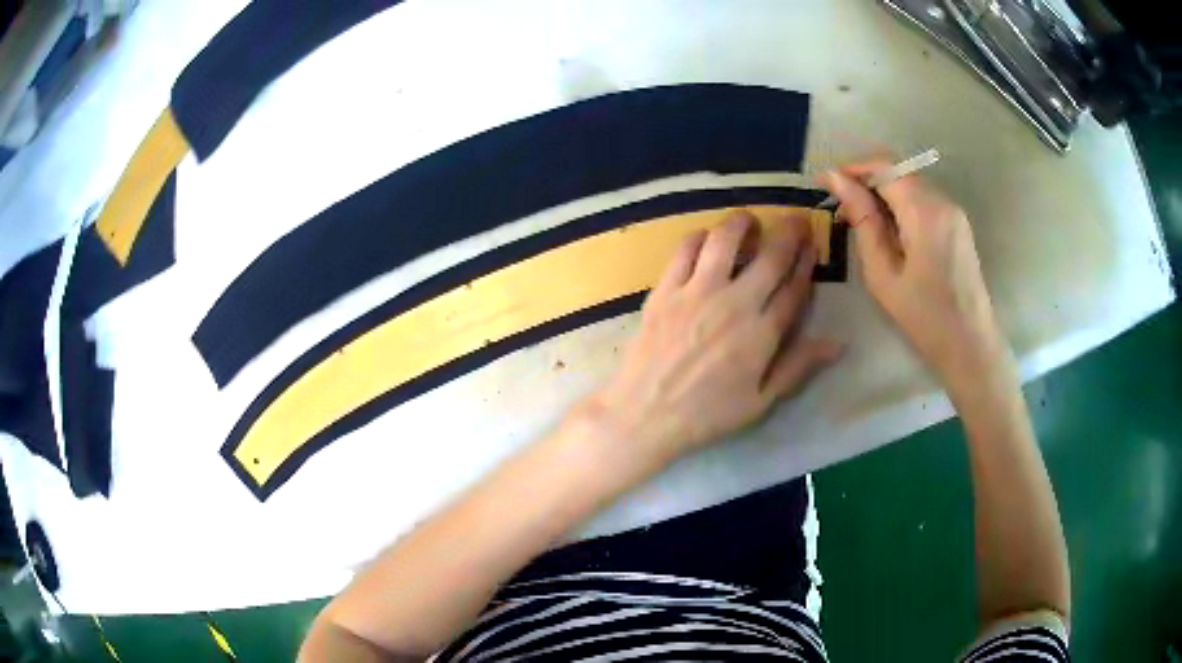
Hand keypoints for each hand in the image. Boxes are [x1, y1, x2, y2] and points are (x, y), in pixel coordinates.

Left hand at [585, 210, 841, 467]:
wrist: (645, 415)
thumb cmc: (707, 414)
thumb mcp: (761, 401)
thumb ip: (798, 366)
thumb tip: (839, 343)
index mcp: (763, 333)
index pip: (794, 286)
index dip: (806, 261)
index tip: (811, 244)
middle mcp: (735, 303)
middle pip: (770, 256)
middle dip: (789, 231)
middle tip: (794, 220)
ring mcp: (698, 292)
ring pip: (725, 240)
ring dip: (742, 222)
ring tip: (749, 221)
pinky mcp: (666, 289)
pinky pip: (685, 249)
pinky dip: (700, 236)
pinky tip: (705, 239)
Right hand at [819, 161, 1007, 390]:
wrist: (970, 345)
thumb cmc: (923, 317)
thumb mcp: (883, 273)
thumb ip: (862, 220)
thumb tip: (836, 180)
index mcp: (924, 212)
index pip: (884, 166)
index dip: (852, 168)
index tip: (825, 183)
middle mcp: (943, 201)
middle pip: (898, 171)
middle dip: (865, 180)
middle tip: (840, 207)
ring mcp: (953, 211)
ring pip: (910, 183)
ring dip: (882, 193)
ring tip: (860, 221)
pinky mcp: (958, 223)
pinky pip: (923, 199)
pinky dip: (900, 205)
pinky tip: (888, 230)